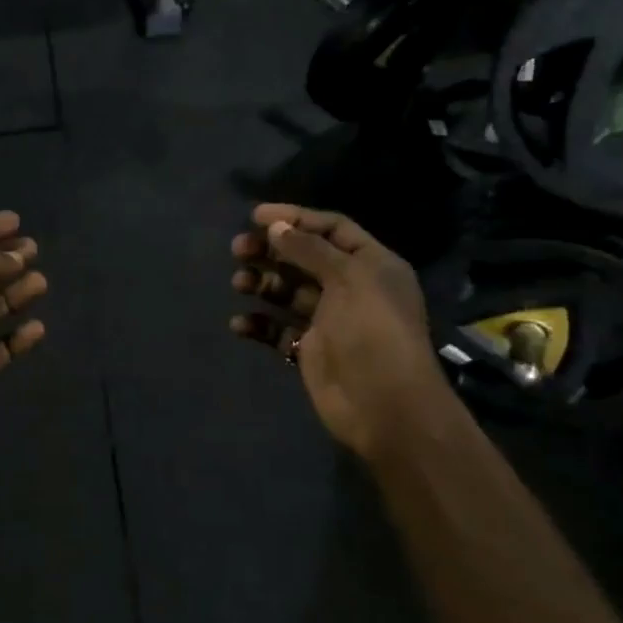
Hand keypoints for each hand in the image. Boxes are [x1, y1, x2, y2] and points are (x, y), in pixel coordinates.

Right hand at [229, 204, 452, 462]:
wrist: (385, 407)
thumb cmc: (372, 332)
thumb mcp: (348, 279)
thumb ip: (309, 249)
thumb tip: (275, 226)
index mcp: (370, 265)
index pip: (331, 229)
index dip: (295, 218)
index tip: (256, 216)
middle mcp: (350, 288)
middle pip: (304, 258)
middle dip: (271, 250)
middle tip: (238, 249)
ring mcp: (329, 320)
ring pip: (288, 291)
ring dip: (262, 283)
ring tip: (239, 282)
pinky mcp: (310, 350)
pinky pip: (278, 329)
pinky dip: (259, 323)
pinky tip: (240, 323)